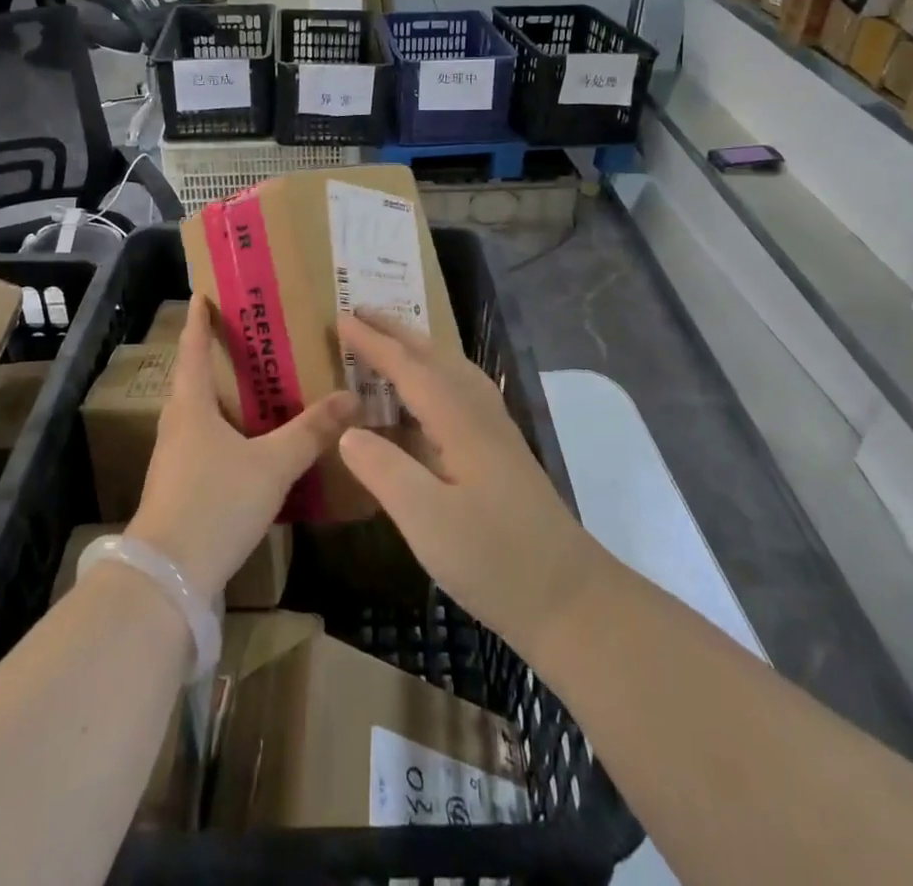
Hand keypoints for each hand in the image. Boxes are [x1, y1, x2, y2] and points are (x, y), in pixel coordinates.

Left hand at [127, 295, 357, 596]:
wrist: (168, 577)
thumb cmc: (215, 503)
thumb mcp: (272, 465)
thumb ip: (311, 432)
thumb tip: (351, 398)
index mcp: (191, 406)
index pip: (193, 349)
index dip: (199, 321)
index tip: (203, 295)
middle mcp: (177, 424)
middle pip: (193, 379)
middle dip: (214, 356)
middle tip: (247, 338)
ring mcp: (174, 458)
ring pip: (198, 413)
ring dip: (220, 395)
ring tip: (254, 386)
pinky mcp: (178, 486)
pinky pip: (203, 441)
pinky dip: (224, 428)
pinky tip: (248, 441)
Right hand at [335, 312, 605, 659]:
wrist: (571, 599)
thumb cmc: (495, 560)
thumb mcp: (427, 520)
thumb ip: (384, 470)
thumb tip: (348, 431)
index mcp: (460, 421)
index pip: (409, 368)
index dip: (374, 343)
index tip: (341, 318)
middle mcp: (480, 414)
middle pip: (435, 358)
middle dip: (397, 332)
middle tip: (361, 312)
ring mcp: (496, 433)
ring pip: (453, 371)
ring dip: (419, 349)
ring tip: (391, 341)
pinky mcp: (502, 453)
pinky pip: (461, 392)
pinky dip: (436, 376)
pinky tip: (429, 397)